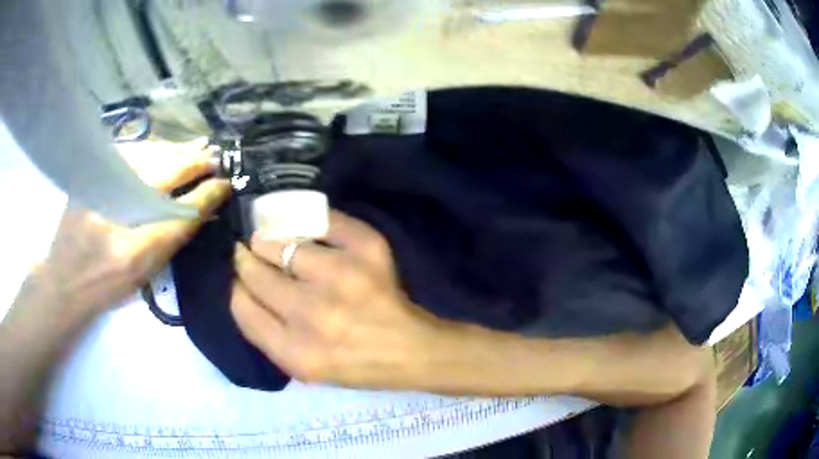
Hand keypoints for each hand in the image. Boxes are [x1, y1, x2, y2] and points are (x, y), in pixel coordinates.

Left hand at [26, 139, 231, 314]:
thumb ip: (171, 238)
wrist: (65, 279)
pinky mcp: (89, 175)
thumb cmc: (105, 284)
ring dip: (172, 152)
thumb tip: (201, 210)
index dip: (204, 194)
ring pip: (144, 157)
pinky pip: (126, 155)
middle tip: (212, 156)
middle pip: (161, 172)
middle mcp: (114, 209)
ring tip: (194, 148)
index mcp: (130, 247)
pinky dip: (149, 151)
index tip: (225, 182)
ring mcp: (98, 185)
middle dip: (190, 161)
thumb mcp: (141, 273)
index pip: (178, 211)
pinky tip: (162, 150)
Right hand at [232, 211, 461, 389]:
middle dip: (246, 261)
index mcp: (294, 352)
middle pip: (255, 273)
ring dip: (269, 241)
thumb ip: (264, 332)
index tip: (238, 278)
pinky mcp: (366, 250)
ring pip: (280, 245)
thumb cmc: (352, 363)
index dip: (236, 287)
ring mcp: (341, 276)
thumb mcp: (301, 366)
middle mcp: (312, 314)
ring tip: (269, 241)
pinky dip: (306, 224)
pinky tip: (302, 232)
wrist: (407, 350)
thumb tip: (240, 286)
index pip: (242, 305)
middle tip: (248, 253)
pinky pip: (321, 222)